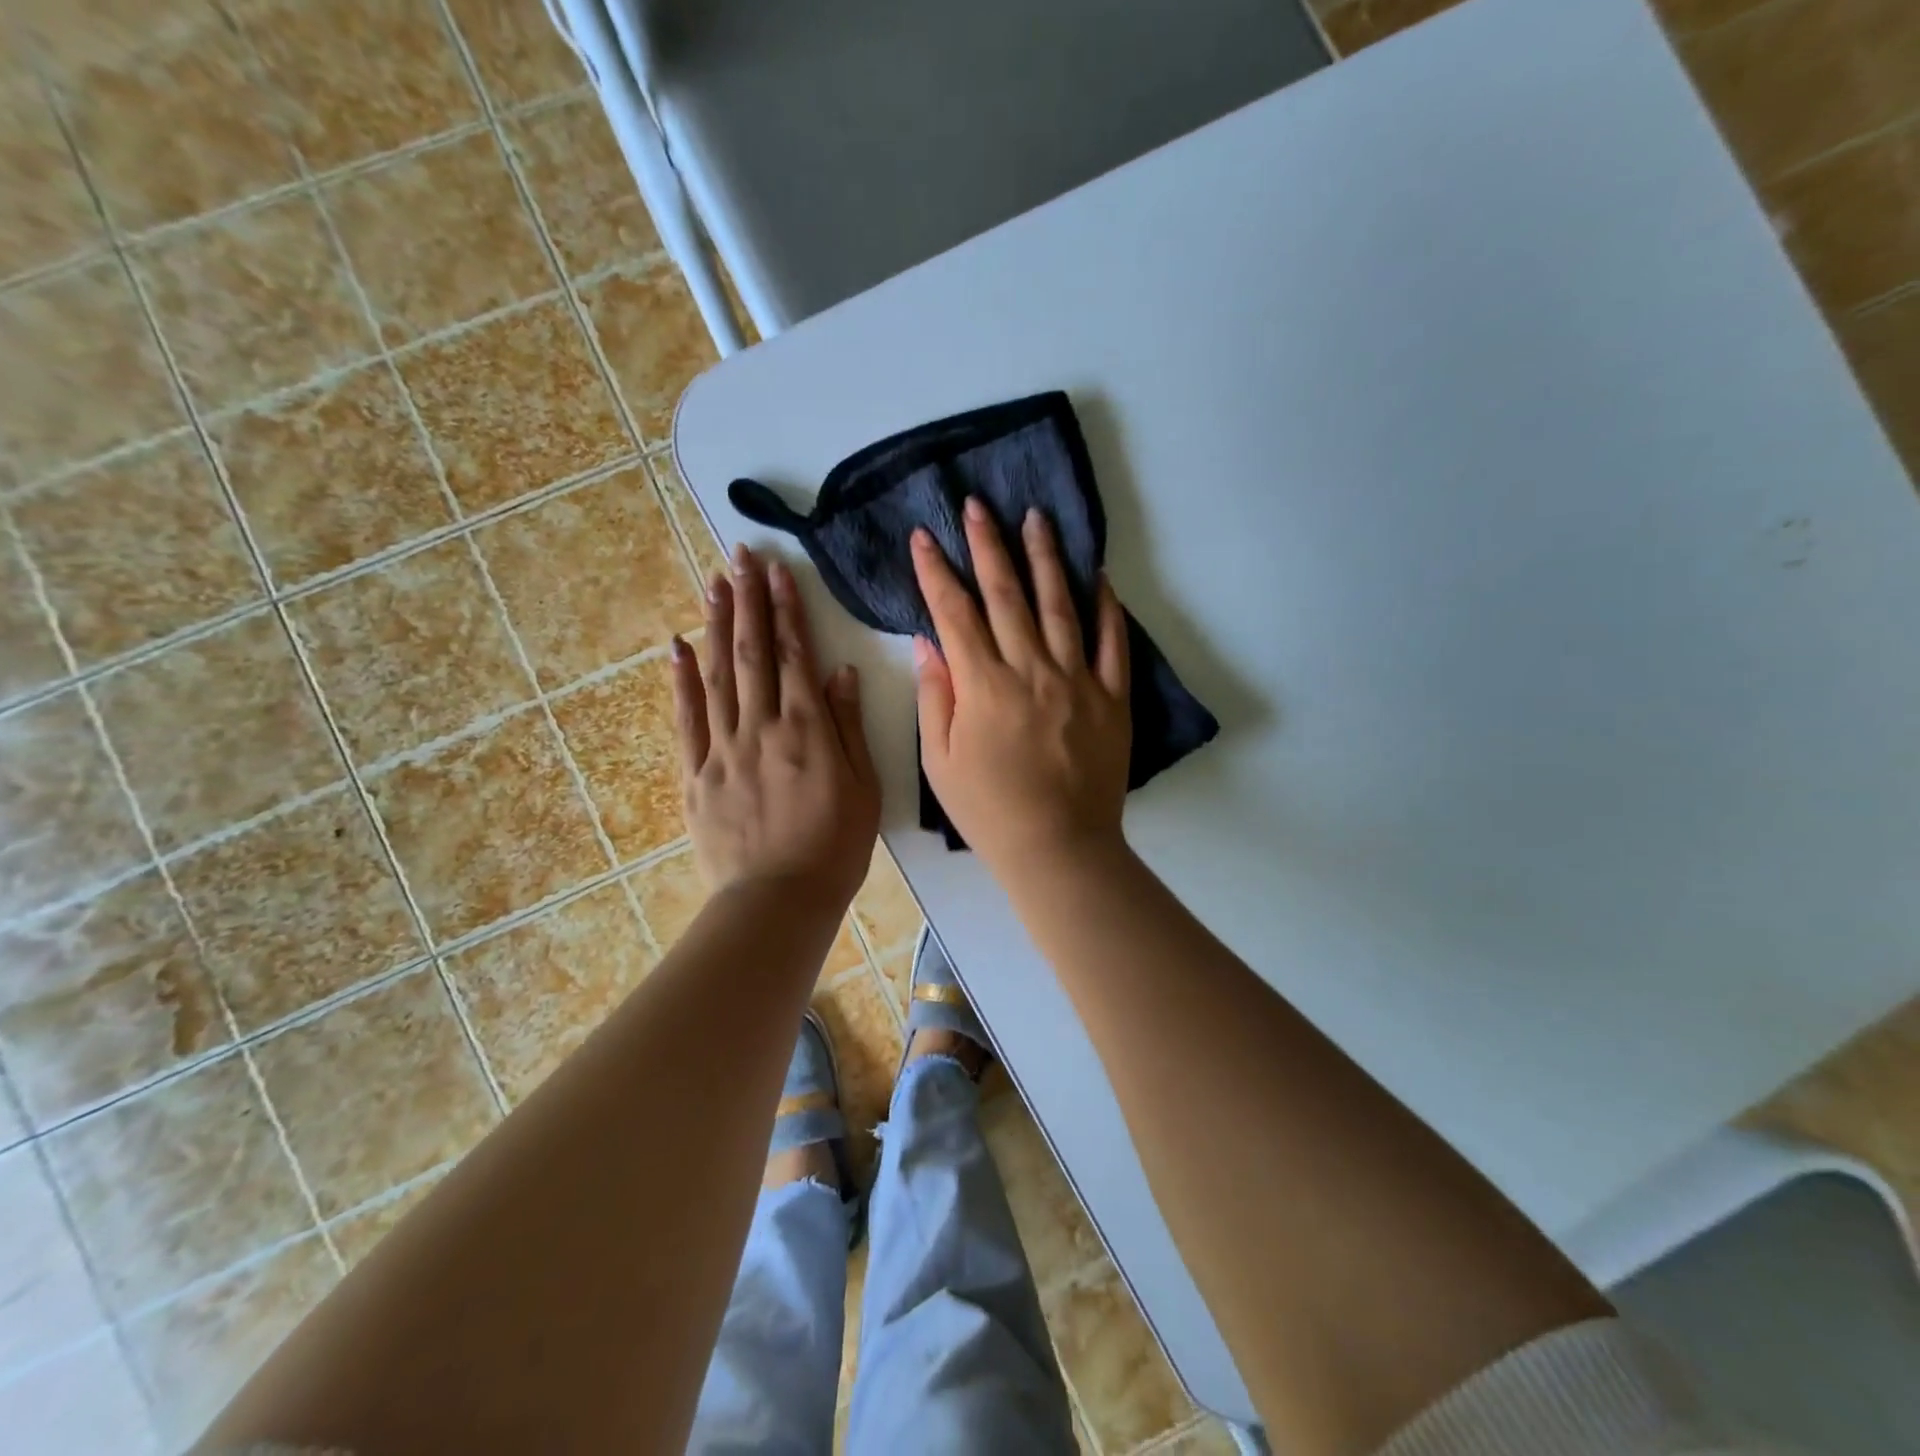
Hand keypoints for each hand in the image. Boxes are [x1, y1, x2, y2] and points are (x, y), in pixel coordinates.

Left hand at [672, 545, 879, 907]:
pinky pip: (686, 719)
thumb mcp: (864, 788)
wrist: (778, 900)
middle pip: (752, 653)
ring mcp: (722, 749)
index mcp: (806, 731)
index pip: (794, 655)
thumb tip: (841, 672)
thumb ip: (849, 727)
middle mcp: (761, 728)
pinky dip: (681, 680)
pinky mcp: (695, 774)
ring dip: (716, 625)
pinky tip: (677, 646)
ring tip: (713, 583)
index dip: (785, 609)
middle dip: (747, 600)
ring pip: (717, 675)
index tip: (777, 571)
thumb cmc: (834, 847)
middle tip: (739, 556)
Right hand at [911, 497, 1131, 878]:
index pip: (954, 614)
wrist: (1058, 848)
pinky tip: (1099, 576)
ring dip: (1046, 558)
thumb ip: (934, 697)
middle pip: (1007, 595)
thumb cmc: (989, 810)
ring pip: (1060, 605)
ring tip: (1036, 518)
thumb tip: (929, 643)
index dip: (936, 572)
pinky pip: (1112, 643)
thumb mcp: (940, 761)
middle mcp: (1032, 670)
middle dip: (988, 546)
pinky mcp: (1112, 698)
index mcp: (984, 686)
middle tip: (979, 505)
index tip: (924, 537)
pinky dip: (1107, 607)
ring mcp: (1078, 681)